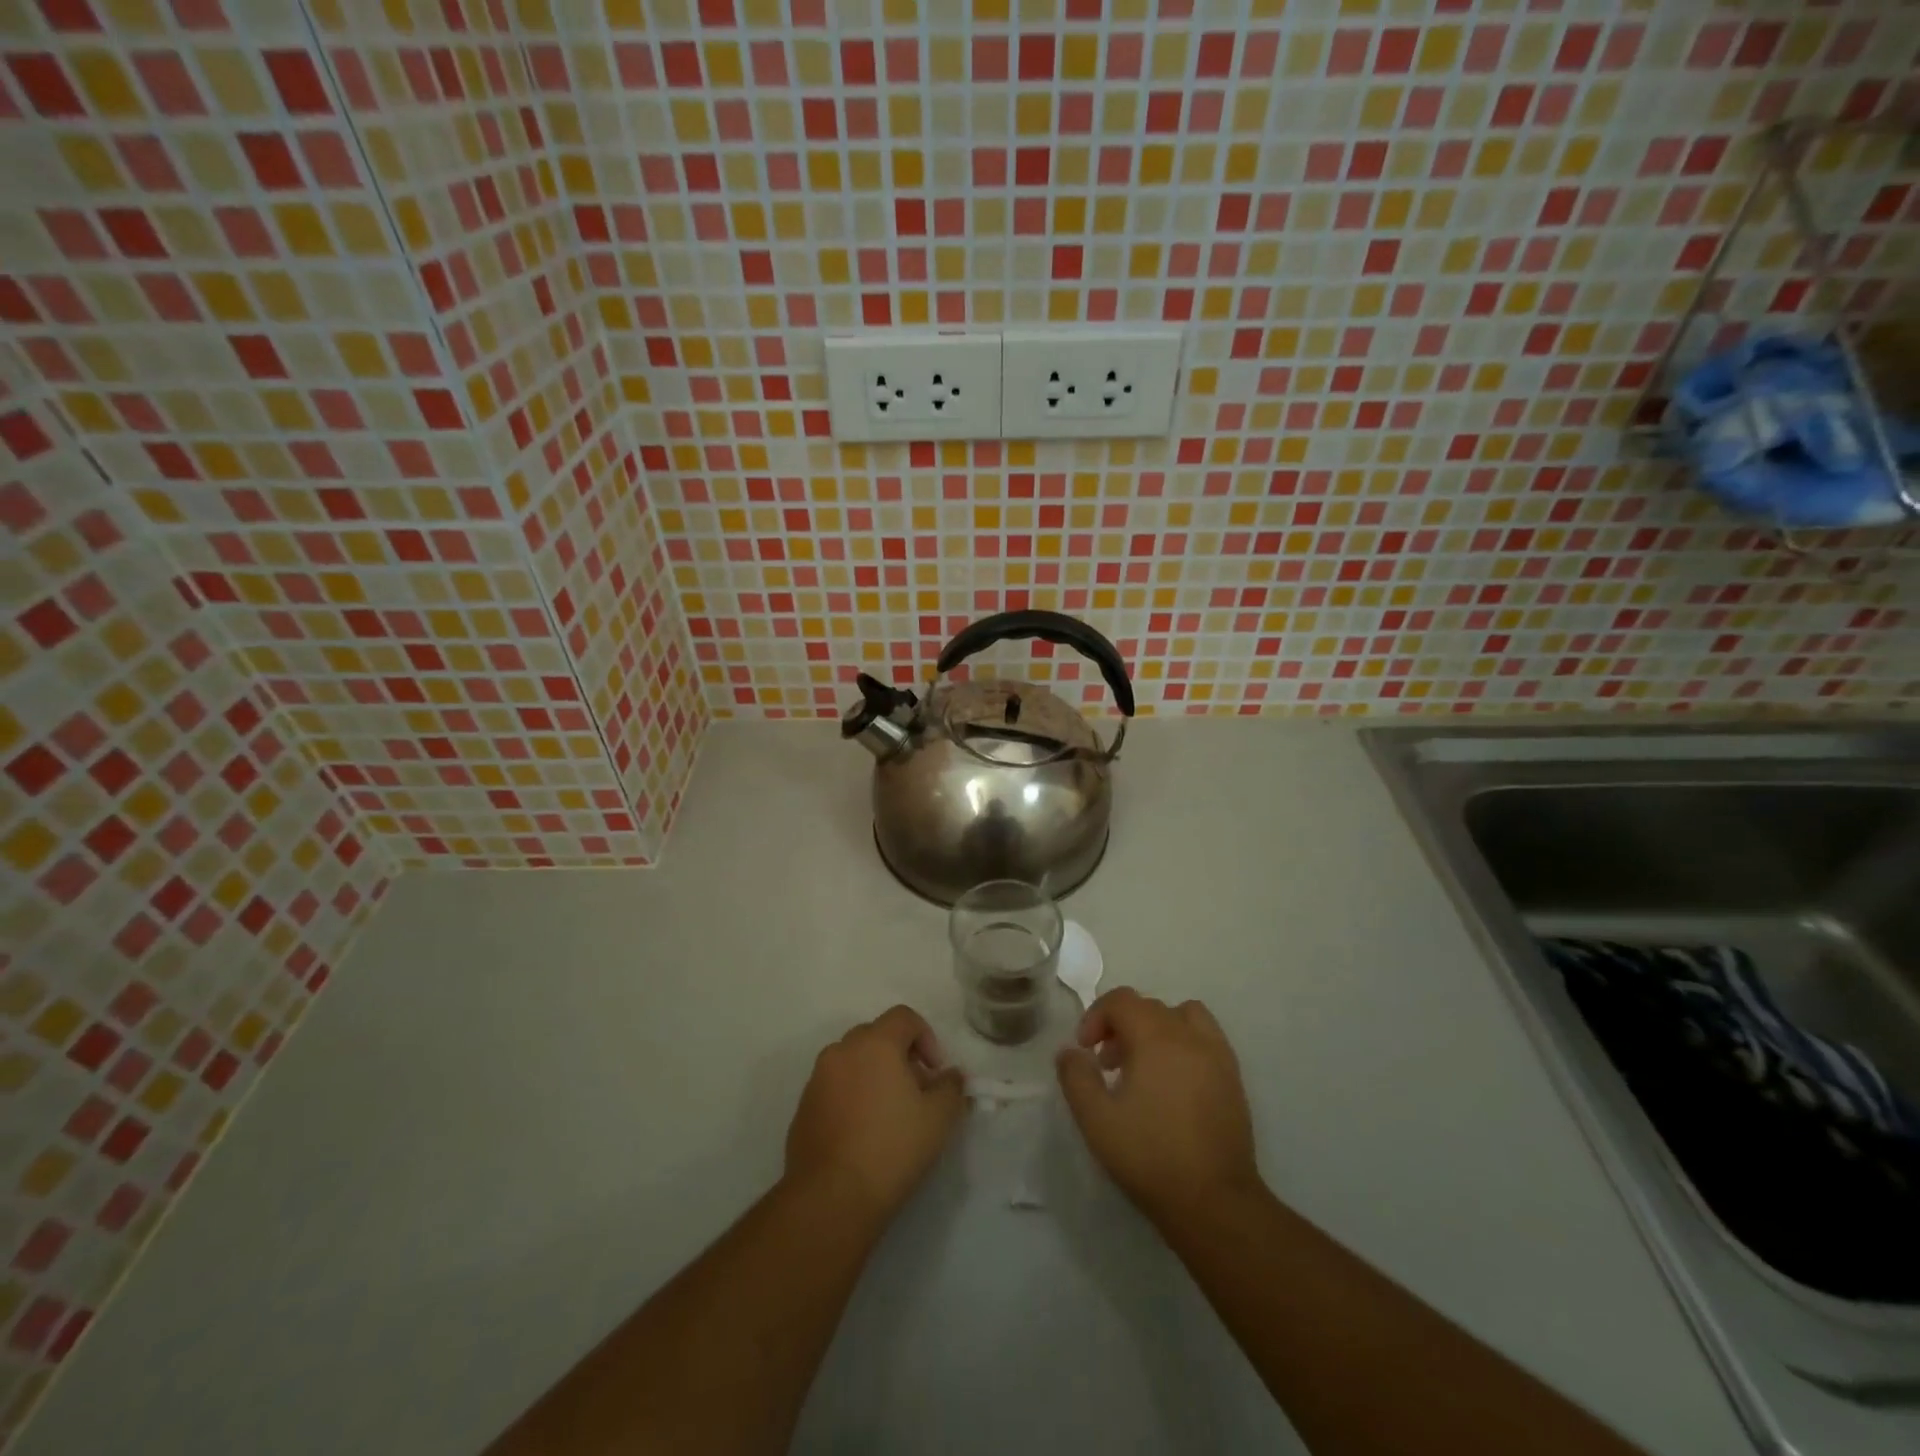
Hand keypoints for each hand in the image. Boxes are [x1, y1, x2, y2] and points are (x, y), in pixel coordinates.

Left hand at [784, 1005, 965, 1226]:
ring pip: (852, 1061)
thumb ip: (951, 1088)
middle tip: (916, 1092)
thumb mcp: (939, 1118)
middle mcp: (842, 1050)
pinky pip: (834, 1087)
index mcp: (875, 1043)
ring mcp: (817, 1078)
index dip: (926, 1037)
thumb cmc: (892, 1148)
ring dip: (873, 1074)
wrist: (831, 1197)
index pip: (904, 1017)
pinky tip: (862, 1133)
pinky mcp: (803, 1107)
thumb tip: (950, 1076)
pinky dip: (851, 1096)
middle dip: (900, 1056)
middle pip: (876, 1036)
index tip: (935, 1072)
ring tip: (888, 1114)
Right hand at [1056, 988, 1262, 1228]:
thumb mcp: (1096, 1119)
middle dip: (1121, 1026)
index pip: (1121, 1000)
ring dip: (1157, 1028)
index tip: (1085, 1050)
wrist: (1214, 1202)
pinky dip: (1185, 1044)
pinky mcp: (1233, 1078)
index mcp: (1156, 1037)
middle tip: (1107, 1065)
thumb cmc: (1150, 1156)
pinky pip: (1206, 1038)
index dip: (1096, 1017)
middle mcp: (1189, 1035)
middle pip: (1149, 1007)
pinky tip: (1174, 1082)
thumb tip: (1070, 1052)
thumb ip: (1076, 1077)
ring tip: (1144, 1065)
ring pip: (1183, 1016)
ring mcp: (1217, 1055)